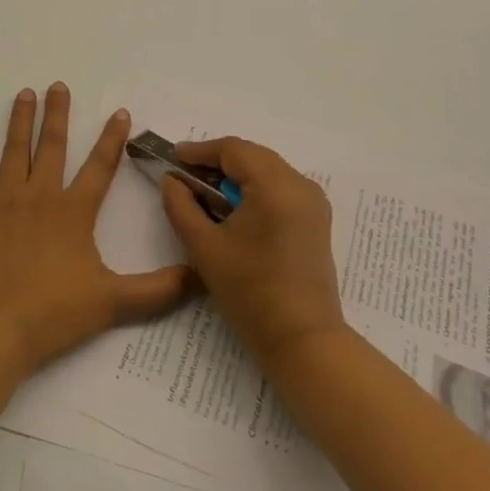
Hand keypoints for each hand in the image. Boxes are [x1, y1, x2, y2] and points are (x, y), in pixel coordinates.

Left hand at [0, 84, 193, 379]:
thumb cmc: (51, 313)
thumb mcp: (112, 303)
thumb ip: (157, 291)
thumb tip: (199, 276)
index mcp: (73, 211)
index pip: (100, 166)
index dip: (112, 139)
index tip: (119, 112)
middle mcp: (40, 195)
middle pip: (53, 146)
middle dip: (58, 114)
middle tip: (58, 85)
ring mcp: (4, 200)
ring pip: (14, 150)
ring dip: (20, 121)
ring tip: (24, 94)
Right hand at [163, 137, 346, 366]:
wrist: (303, 340)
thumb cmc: (250, 293)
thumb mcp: (204, 247)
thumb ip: (181, 206)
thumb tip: (172, 180)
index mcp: (275, 185)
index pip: (233, 150)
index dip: (200, 151)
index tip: (174, 158)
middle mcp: (300, 183)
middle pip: (252, 155)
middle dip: (218, 162)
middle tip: (186, 175)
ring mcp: (313, 200)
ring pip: (268, 169)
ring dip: (237, 174)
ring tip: (207, 191)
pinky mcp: (317, 218)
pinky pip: (281, 186)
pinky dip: (256, 188)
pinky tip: (235, 207)